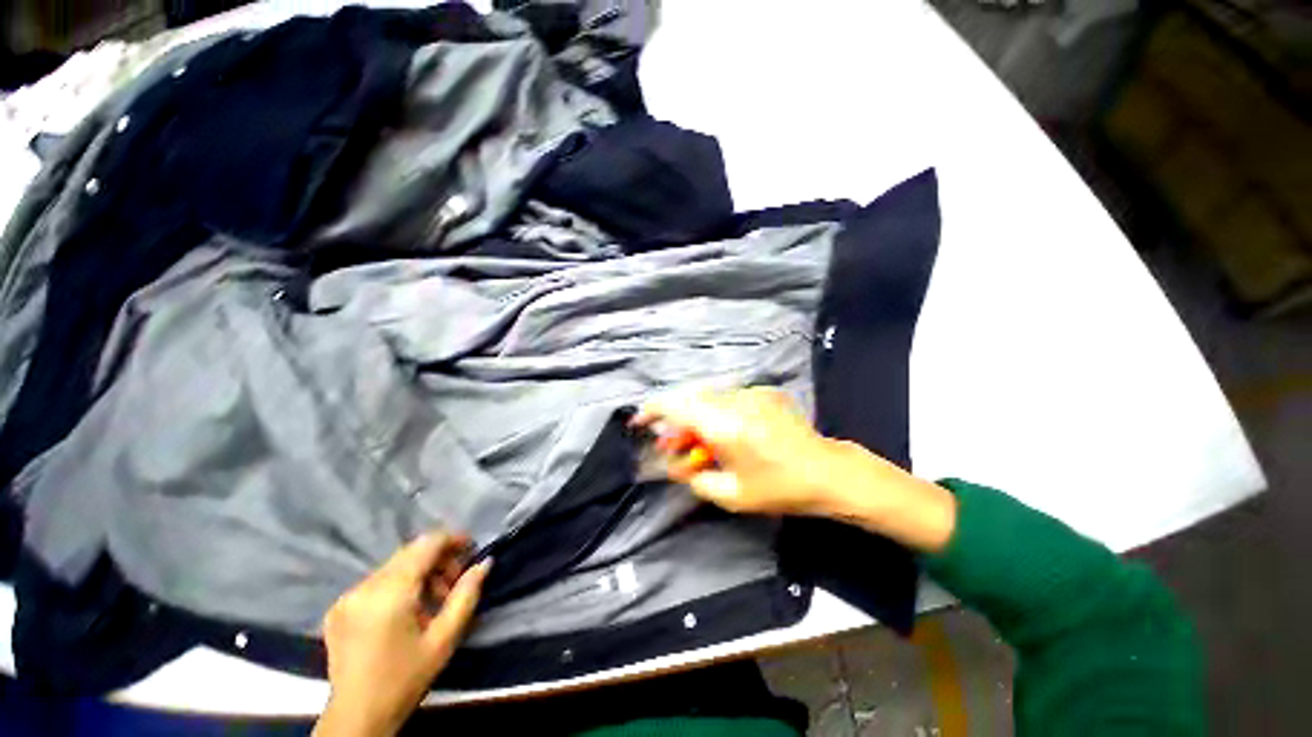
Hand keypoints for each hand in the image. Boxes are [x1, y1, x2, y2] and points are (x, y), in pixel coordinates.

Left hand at [314, 532, 490, 736]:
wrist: (356, 719)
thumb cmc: (405, 679)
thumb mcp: (444, 639)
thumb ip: (466, 595)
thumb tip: (485, 563)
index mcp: (390, 592)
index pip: (426, 544)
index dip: (453, 539)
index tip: (472, 549)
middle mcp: (365, 586)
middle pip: (410, 552)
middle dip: (438, 559)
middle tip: (455, 582)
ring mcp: (347, 597)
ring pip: (394, 566)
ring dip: (420, 573)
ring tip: (434, 600)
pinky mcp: (338, 608)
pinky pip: (377, 581)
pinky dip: (399, 585)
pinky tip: (408, 610)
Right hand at [634, 387, 955, 552]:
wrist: (828, 472)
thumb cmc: (779, 488)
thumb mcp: (731, 495)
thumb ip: (696, 479)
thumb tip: (678, 466)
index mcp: (724, 425)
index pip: (676, 405)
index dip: (652, 410)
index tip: (640, 421)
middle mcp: (735, 401)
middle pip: (690, 400)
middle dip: (676, 422)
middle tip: (674, 447)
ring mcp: (752, 393)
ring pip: (710, 399)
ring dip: (697, 418)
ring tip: (699, 444)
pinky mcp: (765, 392)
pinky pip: (730, 398)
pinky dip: (719, 413)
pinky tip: (727, 433)